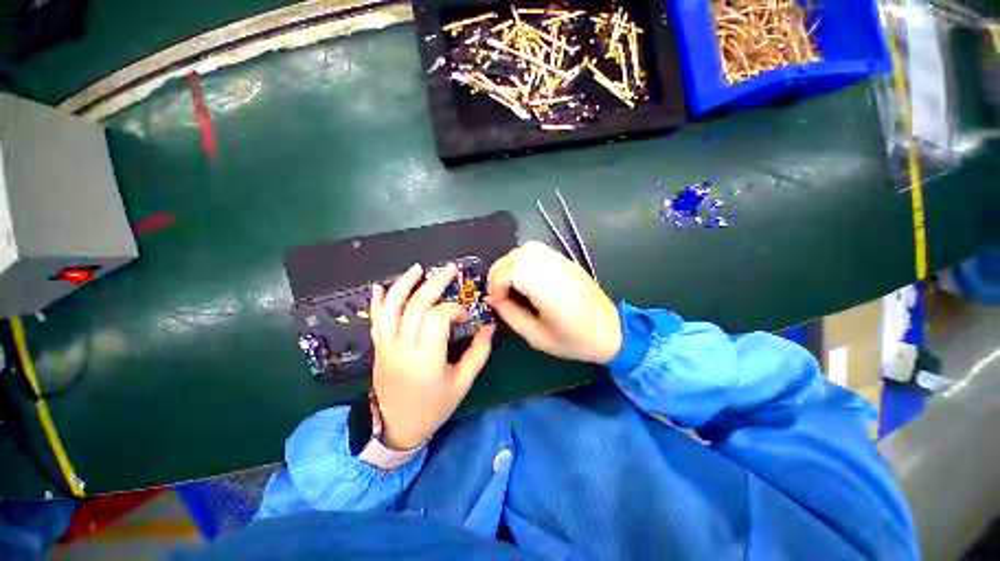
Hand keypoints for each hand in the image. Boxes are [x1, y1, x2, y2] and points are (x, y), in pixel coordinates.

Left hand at [369, 263, 495, 450]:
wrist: (398, 427)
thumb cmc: (434, 406)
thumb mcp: (463, 383)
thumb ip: (479, 352)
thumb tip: (489, 326)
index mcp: (426, 359)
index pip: (437, 318)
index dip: (454, 309)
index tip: (465, 315)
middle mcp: (403, 349)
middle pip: (416, 306)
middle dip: (435, 284)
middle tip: (450, 270)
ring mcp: (386, 347)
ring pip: (392, 308)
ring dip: (404, 285)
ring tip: (418, 269)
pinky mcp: (378, 348)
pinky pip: (375, 320)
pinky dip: (377, 301)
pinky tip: (381, 286)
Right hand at [487, 241, 621, 363]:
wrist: (610, 330)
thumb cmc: (574, 339)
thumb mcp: (536, 336)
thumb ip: (510, 315)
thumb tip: (493, 299)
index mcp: (549, 291)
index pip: (512, 271)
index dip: (497, 284)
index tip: (496, 301)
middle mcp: (555, 270)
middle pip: (516, 256)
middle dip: (498, 272)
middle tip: (497, 291)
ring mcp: (562, 262)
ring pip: (526, 249)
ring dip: (510, 263)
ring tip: (508, 282)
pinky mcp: (566, 260)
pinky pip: (538, 250)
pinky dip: (523, 258)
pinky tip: (523, 275)